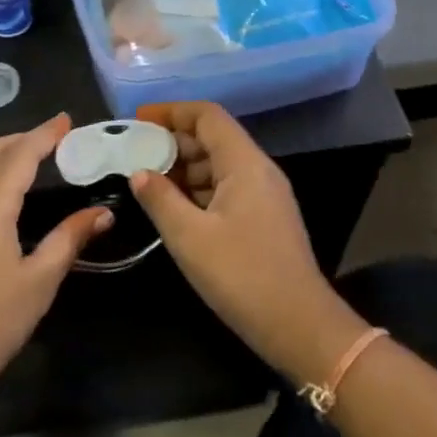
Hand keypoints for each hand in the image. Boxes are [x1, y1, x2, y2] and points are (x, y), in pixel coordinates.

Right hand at [130, 102, 366, 384]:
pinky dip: (200, 189)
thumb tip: (139, 172)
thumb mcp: (189, 237)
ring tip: (149, 182)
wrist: (299, 325)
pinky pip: (228, 187)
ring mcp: (265, 194)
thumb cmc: (242, 275)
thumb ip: (160, 199)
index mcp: (245, 163)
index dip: (172, 111)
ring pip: (220, 164)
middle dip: (174, 141)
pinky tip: (176, 208)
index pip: (207, 115)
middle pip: (214, 137)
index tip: (139, 120)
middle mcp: (258, 169)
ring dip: (185, 167)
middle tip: (137, 154)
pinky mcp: (265, 218)